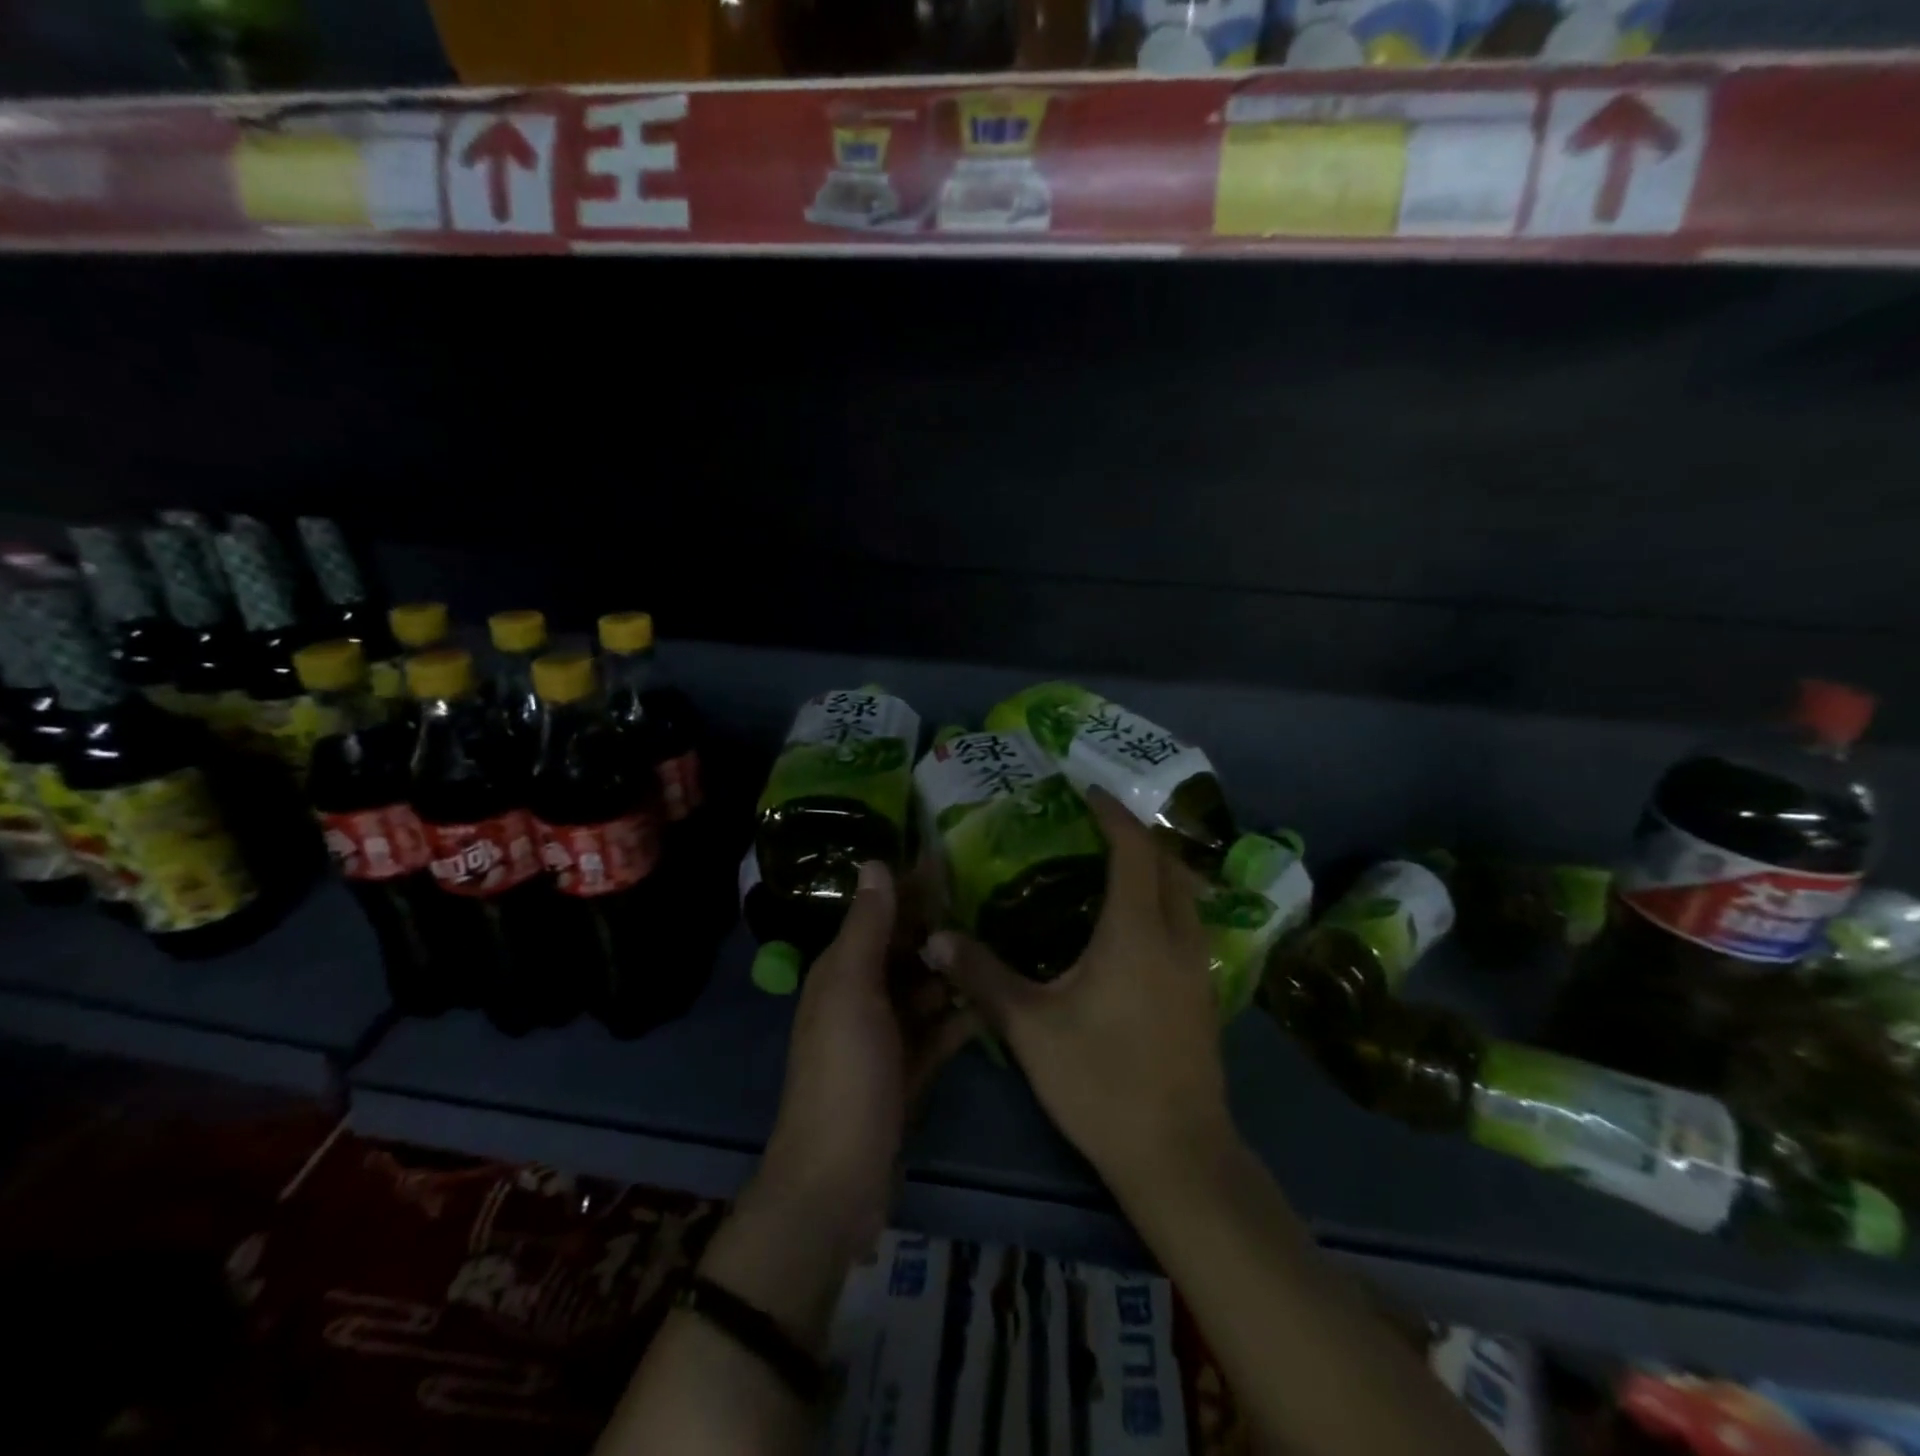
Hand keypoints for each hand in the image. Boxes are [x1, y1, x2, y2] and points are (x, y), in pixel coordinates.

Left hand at [759, 861, 975, 1258]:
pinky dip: (962, 1015)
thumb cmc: (844, 1073)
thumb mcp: (851, 992)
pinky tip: (996, 999)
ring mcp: (887, 1036)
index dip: (911, 887)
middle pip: (906, 949)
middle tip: (994, 898)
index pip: (880, 914)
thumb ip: (866, 929)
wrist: (838, 1180)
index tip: (953, 859)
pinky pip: (940, 1030)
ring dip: (956, 969)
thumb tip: (875, 862)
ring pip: (926, 988)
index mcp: (841, 971)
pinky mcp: (910, 1070)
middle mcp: (862, 996)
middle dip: (941, 926)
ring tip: (1004, 941)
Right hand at [923, 790, 1233, 1196]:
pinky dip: (1166, 901)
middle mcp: (1177, 938)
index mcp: (1137, 932)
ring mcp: (1199, 967)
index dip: (1113, 815)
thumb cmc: (1101, 1082)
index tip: (1088, 792)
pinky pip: (1189, 923)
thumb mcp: (1031, 1027)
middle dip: (1138, 835)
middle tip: (1097, 825)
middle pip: (1170, 864)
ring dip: (1158, 868)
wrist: (1178, 1157)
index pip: (1133, 850)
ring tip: (1114, 865)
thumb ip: (983, 976)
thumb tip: (936, 939)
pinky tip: (1134, 925)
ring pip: (1187, 894)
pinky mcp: (1205, 994)